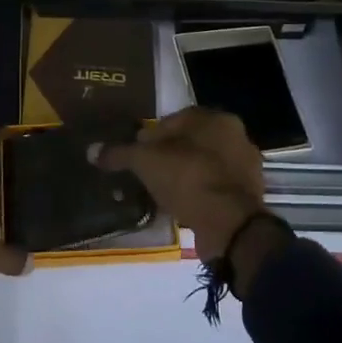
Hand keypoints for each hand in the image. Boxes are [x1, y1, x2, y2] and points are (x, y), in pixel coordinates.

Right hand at [96, 108, 266, 262]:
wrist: (229, 224)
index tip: (136, 153)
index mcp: (215, 118)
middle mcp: (236, 135)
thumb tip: (92, 150)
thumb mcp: (145, 162)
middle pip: (191, 141)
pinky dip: (199, 192)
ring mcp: (246, 166)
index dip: (151, 136)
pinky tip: (182, 205)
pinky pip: (216, 186)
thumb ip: (120, 153)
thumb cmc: (188, 178)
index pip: (175, 119)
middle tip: (148, 172)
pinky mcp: (249, 194)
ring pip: (205, 164)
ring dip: (185, 174)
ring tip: (162, 191)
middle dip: (169, 154)